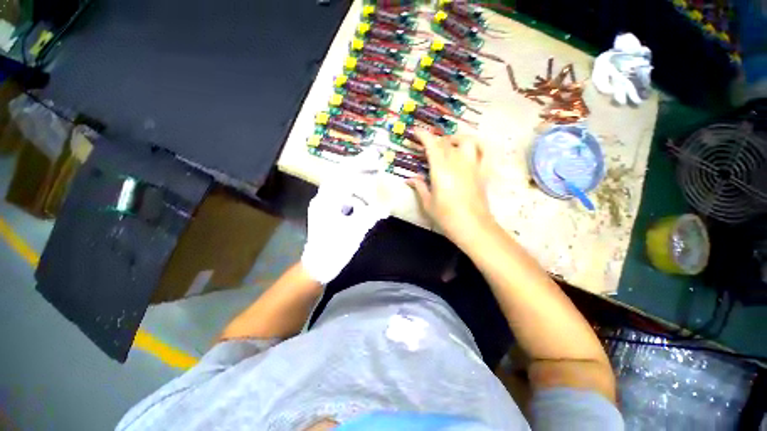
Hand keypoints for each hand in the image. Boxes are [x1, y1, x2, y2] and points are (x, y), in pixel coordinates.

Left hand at [301, 149, 388, 283]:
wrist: (318, 265)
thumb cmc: (334, 249)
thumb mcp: (355, 231)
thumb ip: (370, 215)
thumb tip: (386, 205)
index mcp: (326, 200)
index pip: (343, 174)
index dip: (359, 164)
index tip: (374, 157)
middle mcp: (323, 198)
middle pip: (341, 175)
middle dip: (358, 167)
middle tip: (375, 163)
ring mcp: (324, 204)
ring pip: (341, 184)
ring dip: (356, 178)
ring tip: (372, 175)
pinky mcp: (328, 211)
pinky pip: (342, 195)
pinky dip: (354, 191)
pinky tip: (364, 194)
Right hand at [406, 131, 493, 247]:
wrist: (472, 226)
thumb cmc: (446, 216)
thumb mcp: (427, 203)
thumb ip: (420, 187)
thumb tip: (410, 179)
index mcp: (441, 169)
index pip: (432, 145)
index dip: (423, 135)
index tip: (416, 132)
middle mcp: (457, 162)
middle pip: (446, 143)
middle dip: (435, 140)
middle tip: (427, 146)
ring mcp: (472, 165)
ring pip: (466, 141)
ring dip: (455, 139)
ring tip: (449, 145)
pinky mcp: (482, 172)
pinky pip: (484, 152)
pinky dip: (478, 146)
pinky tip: (471, 149)